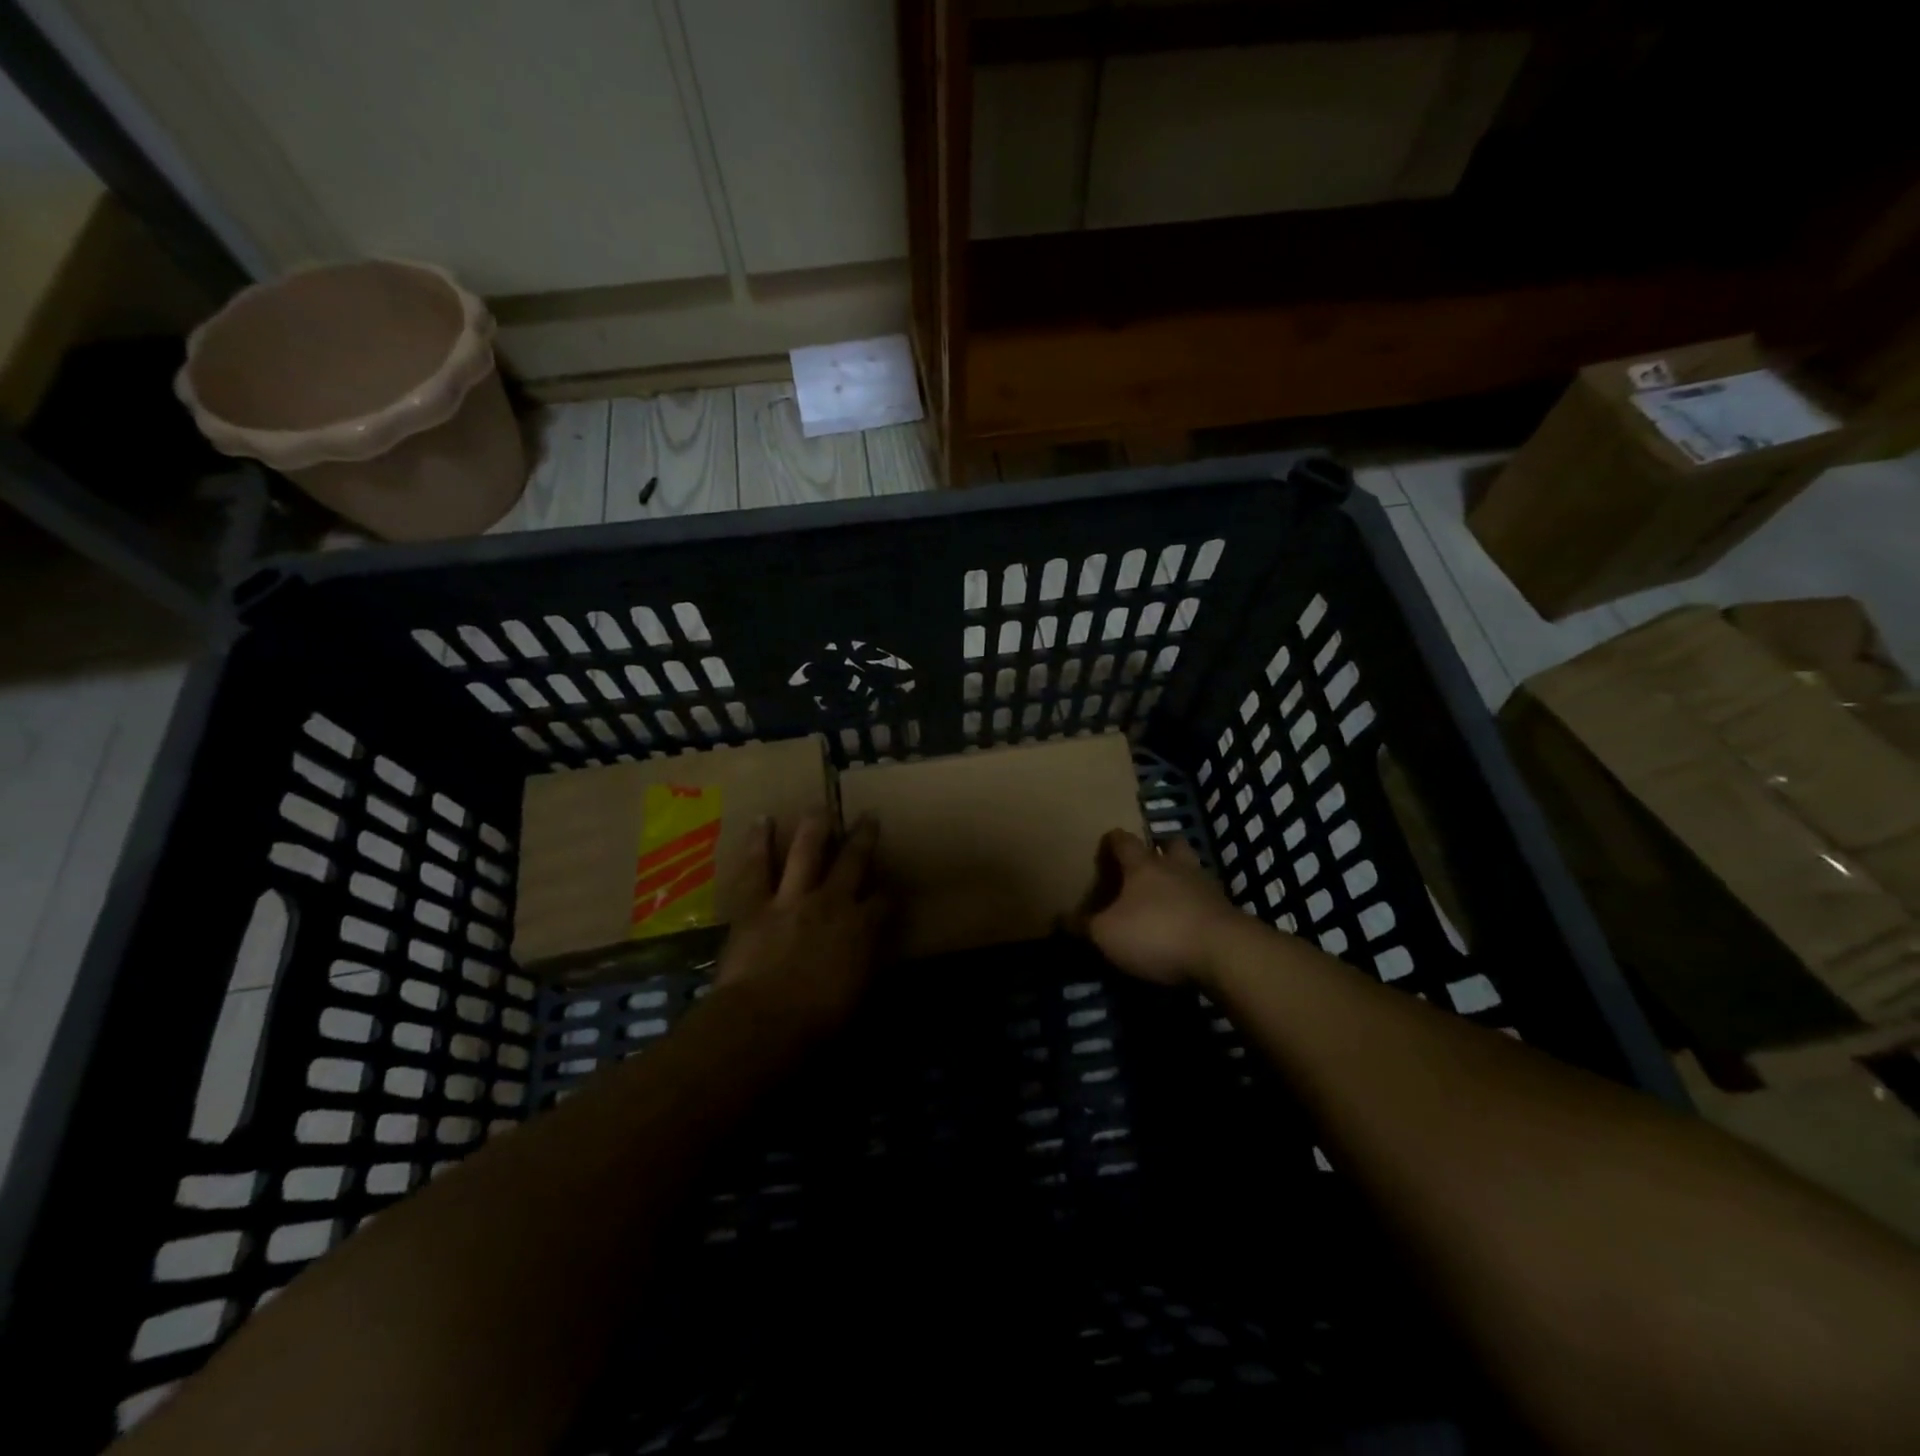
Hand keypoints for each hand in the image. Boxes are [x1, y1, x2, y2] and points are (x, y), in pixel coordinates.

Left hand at [713, 810, 887, 1033]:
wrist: (764, 1021)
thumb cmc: (817, 1021)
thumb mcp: (858, 996)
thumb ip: (865, 966)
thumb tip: (870, 955)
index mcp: (861, 928)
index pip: (883, 903)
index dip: (889, 894)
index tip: (891, 889)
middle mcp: (832, 903)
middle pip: (853, 862)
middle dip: (863, 839)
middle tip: (869, 817)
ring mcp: (792, 898)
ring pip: (807, 852)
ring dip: (814, 827)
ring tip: (819, 807)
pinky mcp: (756, 903)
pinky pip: (757, 866)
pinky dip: (759, 842)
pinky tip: (762, 819)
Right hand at [1072, 830, 1243, 985]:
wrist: (1225, 953)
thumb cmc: (1157, 933)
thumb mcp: (1107, 935)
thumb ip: (1083, 926)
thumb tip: (1059, 918)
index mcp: (1143, 866)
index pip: (1124, 841)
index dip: (1113, 840)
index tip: (1106, 842)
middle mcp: (1176, 868)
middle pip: (1170, 845)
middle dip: (1160, 849)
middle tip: (1148, 861)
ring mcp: (1207, 888)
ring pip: (1193, 870)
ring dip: (1182, 877)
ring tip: (1170, 894)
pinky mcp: (1228, 913)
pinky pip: (1208, 901)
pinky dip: (1198, 907)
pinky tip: (1190, 923)